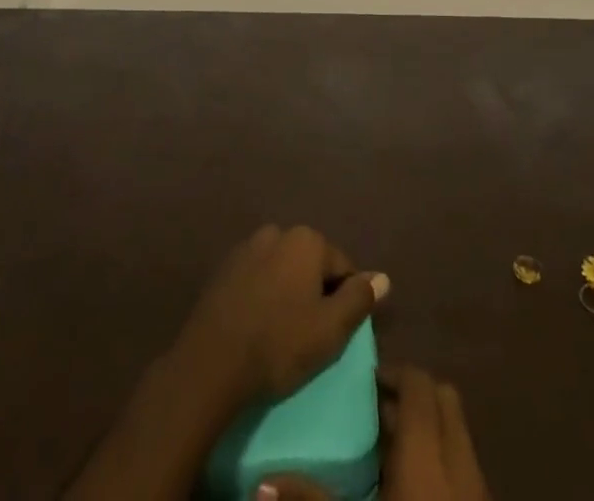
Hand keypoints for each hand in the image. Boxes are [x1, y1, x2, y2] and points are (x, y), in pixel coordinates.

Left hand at [172, 225, 388, 408]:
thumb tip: (383, 277)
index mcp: (307, 240)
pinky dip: (263, 295)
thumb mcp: (331, 329)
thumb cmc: (279, 344)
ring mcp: (247, 247)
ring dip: (288, 293)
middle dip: (315, 293)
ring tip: (282, 333)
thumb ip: (360, 298)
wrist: (210, 362)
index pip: (343, 267)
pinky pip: (257, 278)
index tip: (334, 333)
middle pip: (312, 264)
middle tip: (309, 335)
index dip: (344, 301)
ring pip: (283, 270)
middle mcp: (278, 231)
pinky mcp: (224, 268)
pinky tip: (257, 325)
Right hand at [257, 365, 489, 500]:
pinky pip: (463, 467)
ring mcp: (477, 490)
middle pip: (444, 399)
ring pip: (456, 433)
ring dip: (427, 429)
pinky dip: (439, 462)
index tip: (364, 381)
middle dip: (412, 395)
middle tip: (374, 409)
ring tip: (386, 449)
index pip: (419, 383)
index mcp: (427, 454)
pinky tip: (408, 487)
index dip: (394, 373)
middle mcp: (459, 461)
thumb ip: (312, 500)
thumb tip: (262, 485)